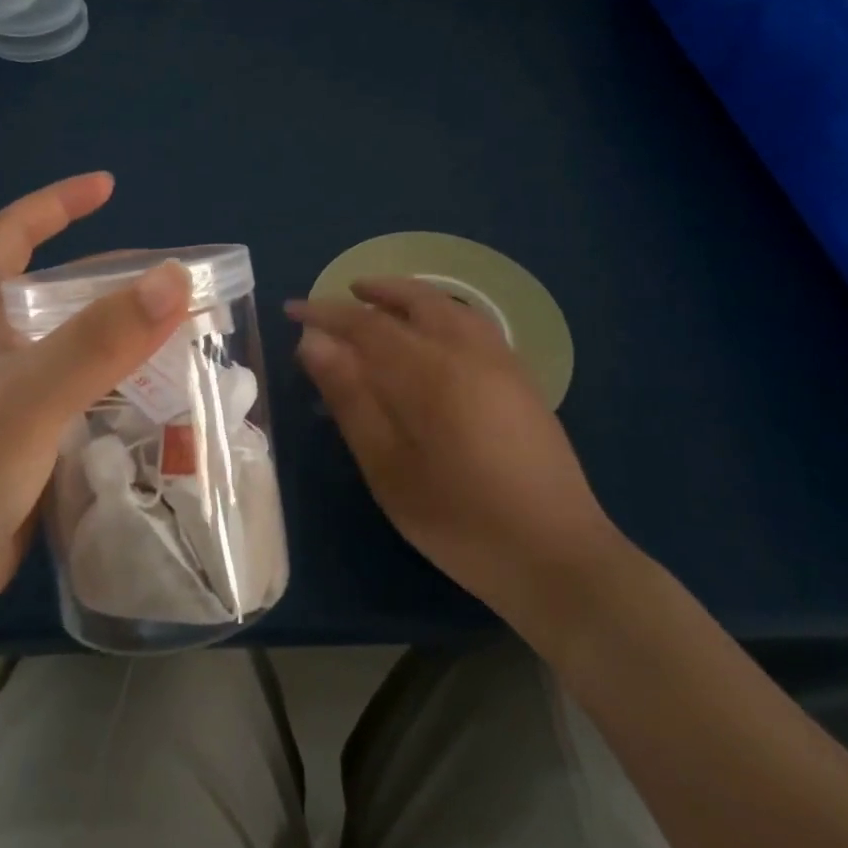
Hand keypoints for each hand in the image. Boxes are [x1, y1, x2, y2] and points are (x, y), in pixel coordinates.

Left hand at [0, 174, 190, 623]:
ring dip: (116, 338)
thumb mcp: (30, 396)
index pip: (10, 232)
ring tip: (176, 340)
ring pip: (67, 348)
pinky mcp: (17, 443)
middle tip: (170, 285)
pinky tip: (150, 400)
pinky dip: (111, 387)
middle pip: (50, 292)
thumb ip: (100, 338)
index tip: (109, 187)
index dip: (57, 202)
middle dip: (107, 280)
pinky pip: (74, 396)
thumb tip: (176, 278)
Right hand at [286, 277, 623, 631]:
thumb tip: (313, 343)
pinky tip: (432, 334)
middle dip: (374, 293)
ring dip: (410, 297)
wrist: (556, 554)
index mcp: (430, 372)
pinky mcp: (521, 380)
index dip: (325, 313)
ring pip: (450, 308)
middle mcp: (469, 352)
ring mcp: (502, 363)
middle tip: (339, 295)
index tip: (292, 309)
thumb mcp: (388, 468)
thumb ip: (350, 399)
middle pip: (415, 301)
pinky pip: (473, 324)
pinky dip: (441, 312)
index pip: (366, 325)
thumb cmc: (459, 520)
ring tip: (381, 303)